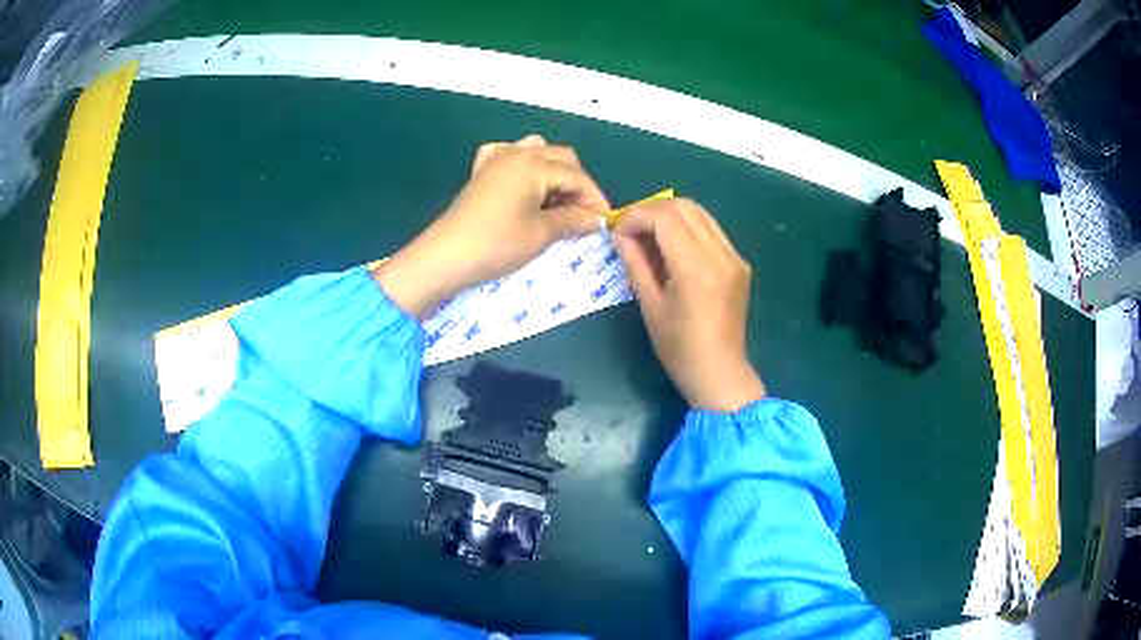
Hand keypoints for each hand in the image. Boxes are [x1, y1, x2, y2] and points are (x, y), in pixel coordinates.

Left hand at [374, 134, 609, 316]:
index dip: (595, 198)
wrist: (444, 257)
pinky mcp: (480, 173)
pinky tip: (524, 182)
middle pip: (560, 158)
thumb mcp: (541, 234)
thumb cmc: (496, 245)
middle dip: (577, 184)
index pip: (577, 176)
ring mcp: (494, 160)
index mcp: (534, 164)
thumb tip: (595, 219)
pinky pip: (508, 156)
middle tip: (583, 215)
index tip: (605, 222)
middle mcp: (516, 153)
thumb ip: (572, 221)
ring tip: (558, 201)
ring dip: (553, 171)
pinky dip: (523, 165)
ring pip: (536, 151)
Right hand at [612, 198, 765, 411]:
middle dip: (652, 210)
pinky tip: (672, 247)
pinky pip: (710, 230)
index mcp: (697, 267)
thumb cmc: (678, 348)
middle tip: (631, 229)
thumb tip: (620, 234)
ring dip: (670, 216)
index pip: (665, 216)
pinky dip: (687, 228)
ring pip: (700, 213)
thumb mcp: (649, 305)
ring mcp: (734, 256)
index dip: (637, 215)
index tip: (618, 231)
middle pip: (684, 206)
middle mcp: (721, 254)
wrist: (719, 372)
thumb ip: (635, 262)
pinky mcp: (739, 263)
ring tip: (648, 235)